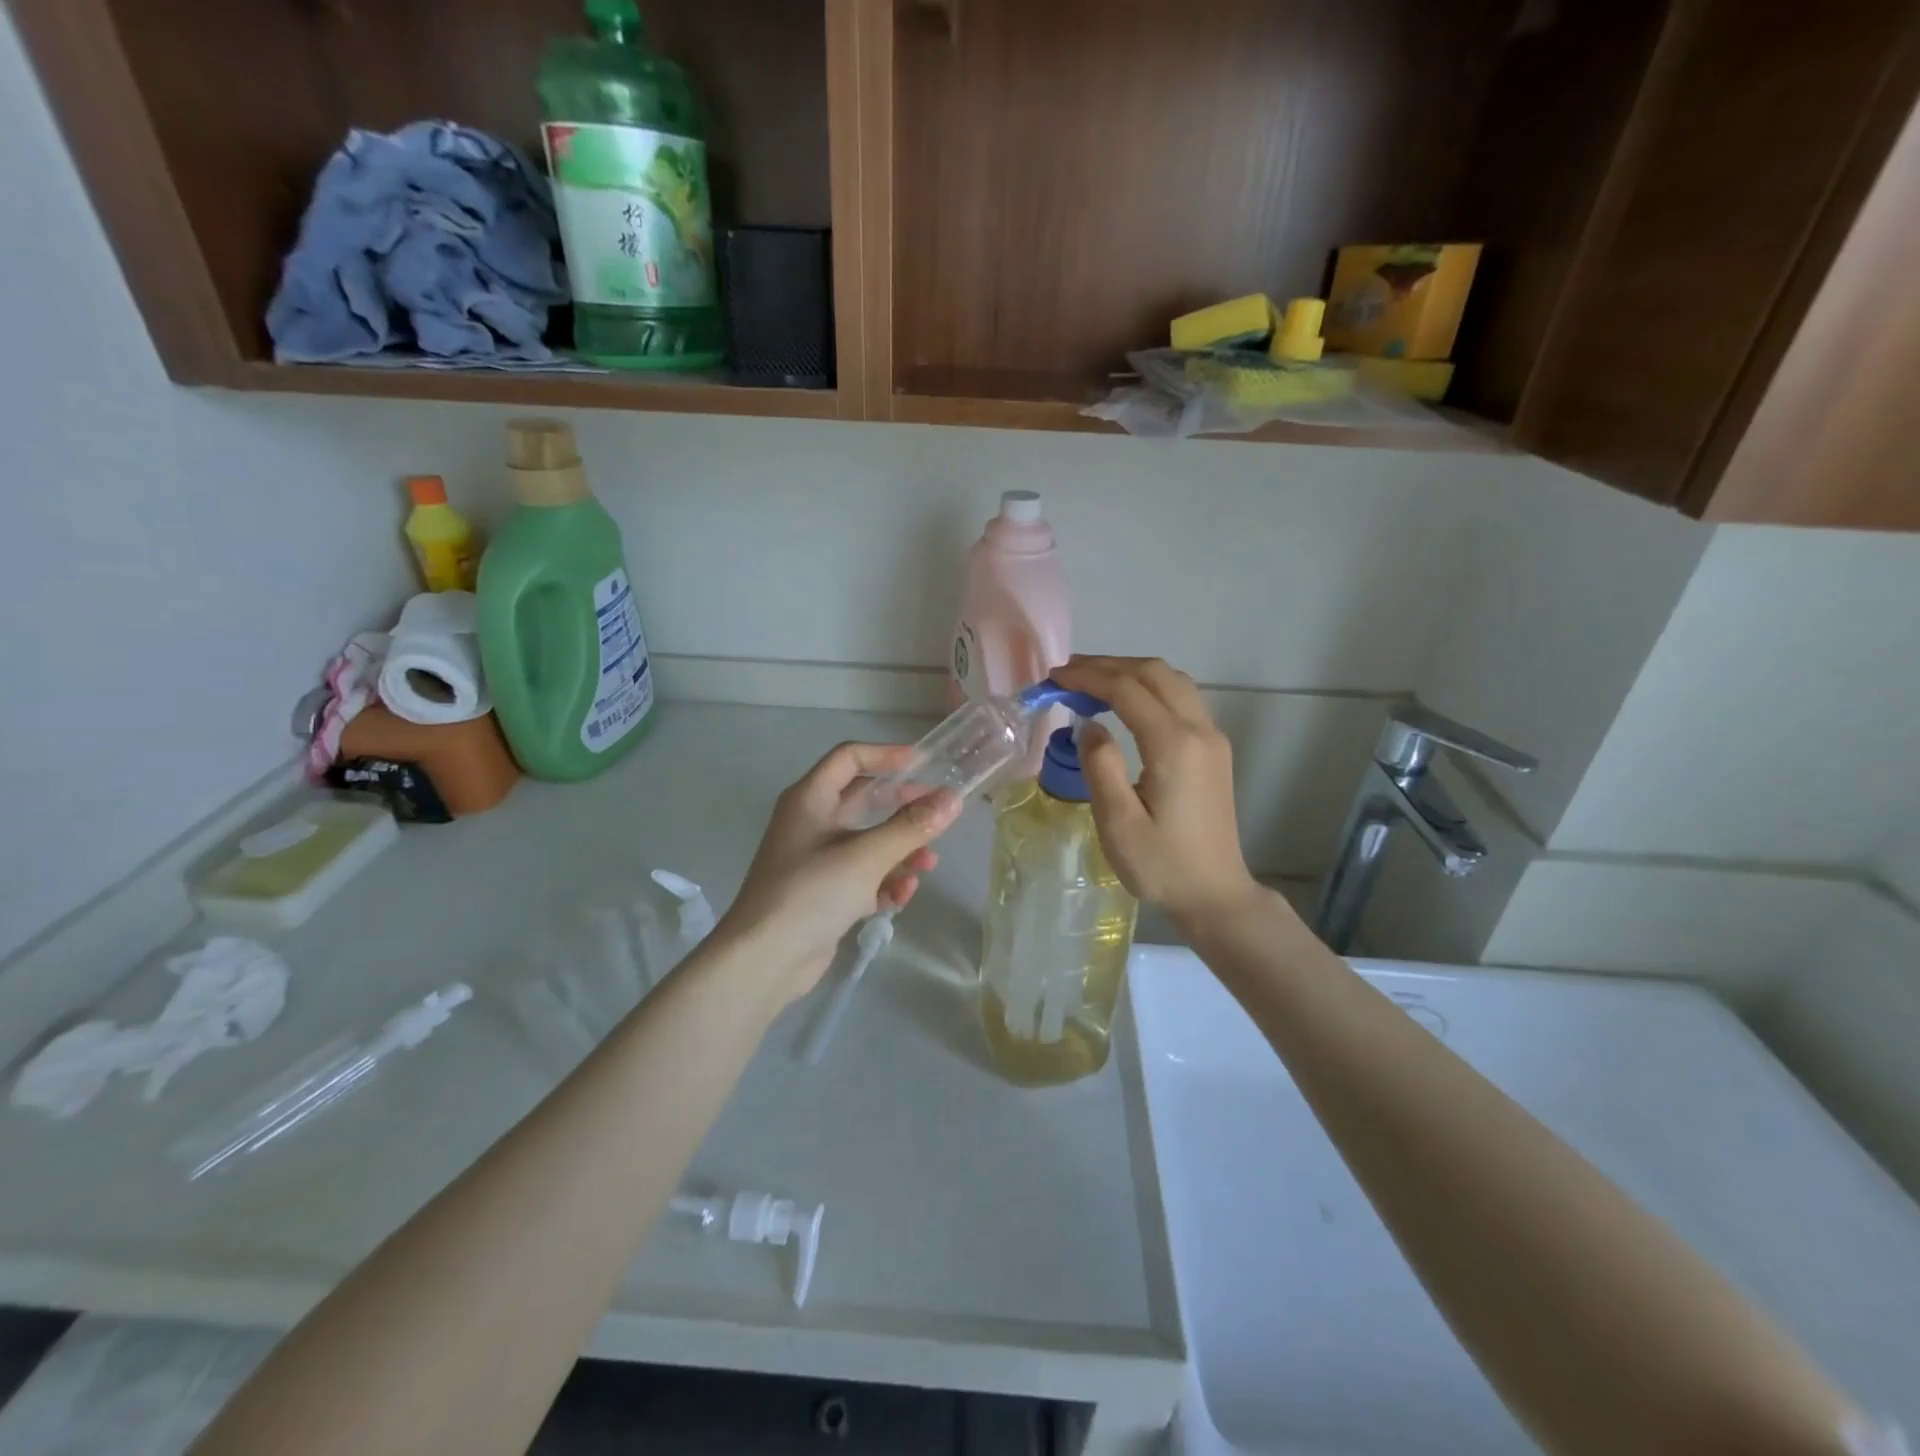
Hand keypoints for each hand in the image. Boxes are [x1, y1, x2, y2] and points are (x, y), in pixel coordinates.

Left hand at [719, 742, 960, 1006]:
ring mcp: (817, 860)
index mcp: (810, 799)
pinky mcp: (824, 893)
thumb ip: (911, 827)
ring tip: (928, 864)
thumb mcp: (866, 856)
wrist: (763, 961)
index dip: (886, 755)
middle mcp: (812, 823)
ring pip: (868, 841)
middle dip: (902, 806)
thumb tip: (953, 798)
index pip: (849, 757)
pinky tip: (902, 896)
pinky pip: (863, 876)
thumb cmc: (810, 893)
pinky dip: (884, 881)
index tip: (924, 763)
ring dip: (900, 850)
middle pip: (863, 800)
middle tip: (938, 812)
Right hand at [1049, 656, 1260, 926]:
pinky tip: (1125, 703)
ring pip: (1172, 680)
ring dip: (1130, 672)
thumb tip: (1089, 725)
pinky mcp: (1214, 749)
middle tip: (1067, 674)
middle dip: (1108, 665)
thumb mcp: (1118, 824)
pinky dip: (1149, 687)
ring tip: (1091, 682)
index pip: (1127, 690)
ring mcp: (1212, 738)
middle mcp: (1199, 730)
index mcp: (1174, 746)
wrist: (1215, 894)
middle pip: (1154, 673)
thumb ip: (1101, 767)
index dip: (1088, 677)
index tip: (1054, 678)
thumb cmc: (1161, 865)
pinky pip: (1181, 698)